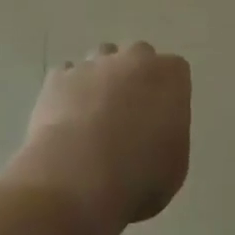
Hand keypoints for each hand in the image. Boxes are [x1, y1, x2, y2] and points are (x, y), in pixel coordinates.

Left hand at [3, 43, 191, 234]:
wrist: (77, 178)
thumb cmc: (138, 177)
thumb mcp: (175, 165)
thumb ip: (170, 134)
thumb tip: (155, 131)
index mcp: (168, 76)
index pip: (175, 70)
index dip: (168, 93)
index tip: (161, 118)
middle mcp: (132, 59)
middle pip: (137, 55)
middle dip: (134, 76)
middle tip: (129, 113)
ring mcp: (92, 64)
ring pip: (101, 58)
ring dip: (101, 78)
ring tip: (94, 115)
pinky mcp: (59, 76)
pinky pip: (68, 75)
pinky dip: (69, 91)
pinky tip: (67, 119)